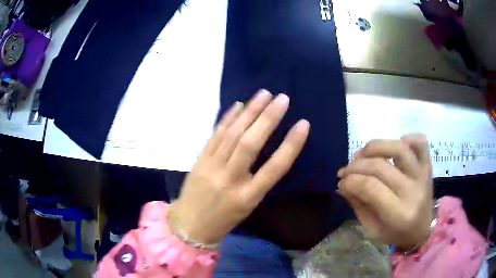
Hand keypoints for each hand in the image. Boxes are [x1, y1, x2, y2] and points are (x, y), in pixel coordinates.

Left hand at [170, 90, 309, 243]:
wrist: (190, 225)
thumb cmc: (224, 219)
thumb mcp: (248, 207)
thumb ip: (259, 181)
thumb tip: (269, 150)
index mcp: (247, 197)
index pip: (274, 168)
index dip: (291, 145)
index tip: (304, 124)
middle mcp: (230, 179)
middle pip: (250, 144)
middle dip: (267, 118)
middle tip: (282, 99)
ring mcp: (211, 168)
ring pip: (232, 135)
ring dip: (249, 112)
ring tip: (263, 94)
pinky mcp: (199, 160)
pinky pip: (215, 135)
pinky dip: (227, 119)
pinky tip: (238, 105)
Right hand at [337, 134, 432, 248]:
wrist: (423, 229)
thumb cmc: (396, 233)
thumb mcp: (372, 229)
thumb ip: (358, 206)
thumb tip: (343, 185)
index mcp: (399, 213)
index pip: (370, 187)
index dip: (351, 181)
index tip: (341, 182)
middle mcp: (412, 191)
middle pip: (380, 167)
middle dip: (356, 166)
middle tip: (345, 170)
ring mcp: (422, 175)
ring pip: (399, 148)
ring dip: (376, 146)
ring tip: (363, 153)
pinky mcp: (428, 165)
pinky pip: (421, 142)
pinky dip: (408, 138)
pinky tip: (394, 147)